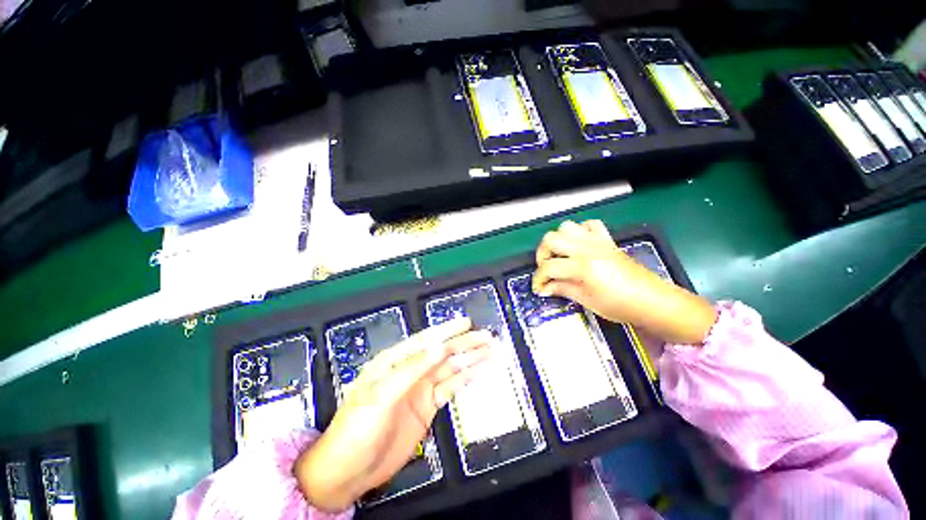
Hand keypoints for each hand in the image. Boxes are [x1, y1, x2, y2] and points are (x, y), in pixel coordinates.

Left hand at [295, 318, 491, 511]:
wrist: (349, 470)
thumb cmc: (357, 428)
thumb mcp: (381, 395)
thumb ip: (411, 370)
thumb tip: (439, 347)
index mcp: (396, 360)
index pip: (426, 340)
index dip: (447, 330)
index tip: (467, 323)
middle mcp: (411, 369)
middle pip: (443, 352)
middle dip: (465, 343)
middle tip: (487, 337)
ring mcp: (421, 388)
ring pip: (450, 368)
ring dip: (470, 359)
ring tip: (489, 351)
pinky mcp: (428, 405)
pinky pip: (450, 387)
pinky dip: (465, 378)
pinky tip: (478, 371)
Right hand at [532, 220, 715, 345]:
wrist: (651, 300)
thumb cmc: (620, 305)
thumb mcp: (586, 300)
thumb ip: (562, 289)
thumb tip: (544, 288)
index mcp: (582, 266)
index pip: (548, 267)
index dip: (538, 279)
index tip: (539, 288)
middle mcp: (587, 248)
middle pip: (551, 239)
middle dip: (542, 254)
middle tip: (546, 269)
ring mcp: (597, 241)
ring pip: (567, 227)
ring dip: (558, 240)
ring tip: (560, 256)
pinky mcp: (607, 240)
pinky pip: (589, 224)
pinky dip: (580, 232)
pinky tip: (579, 245)